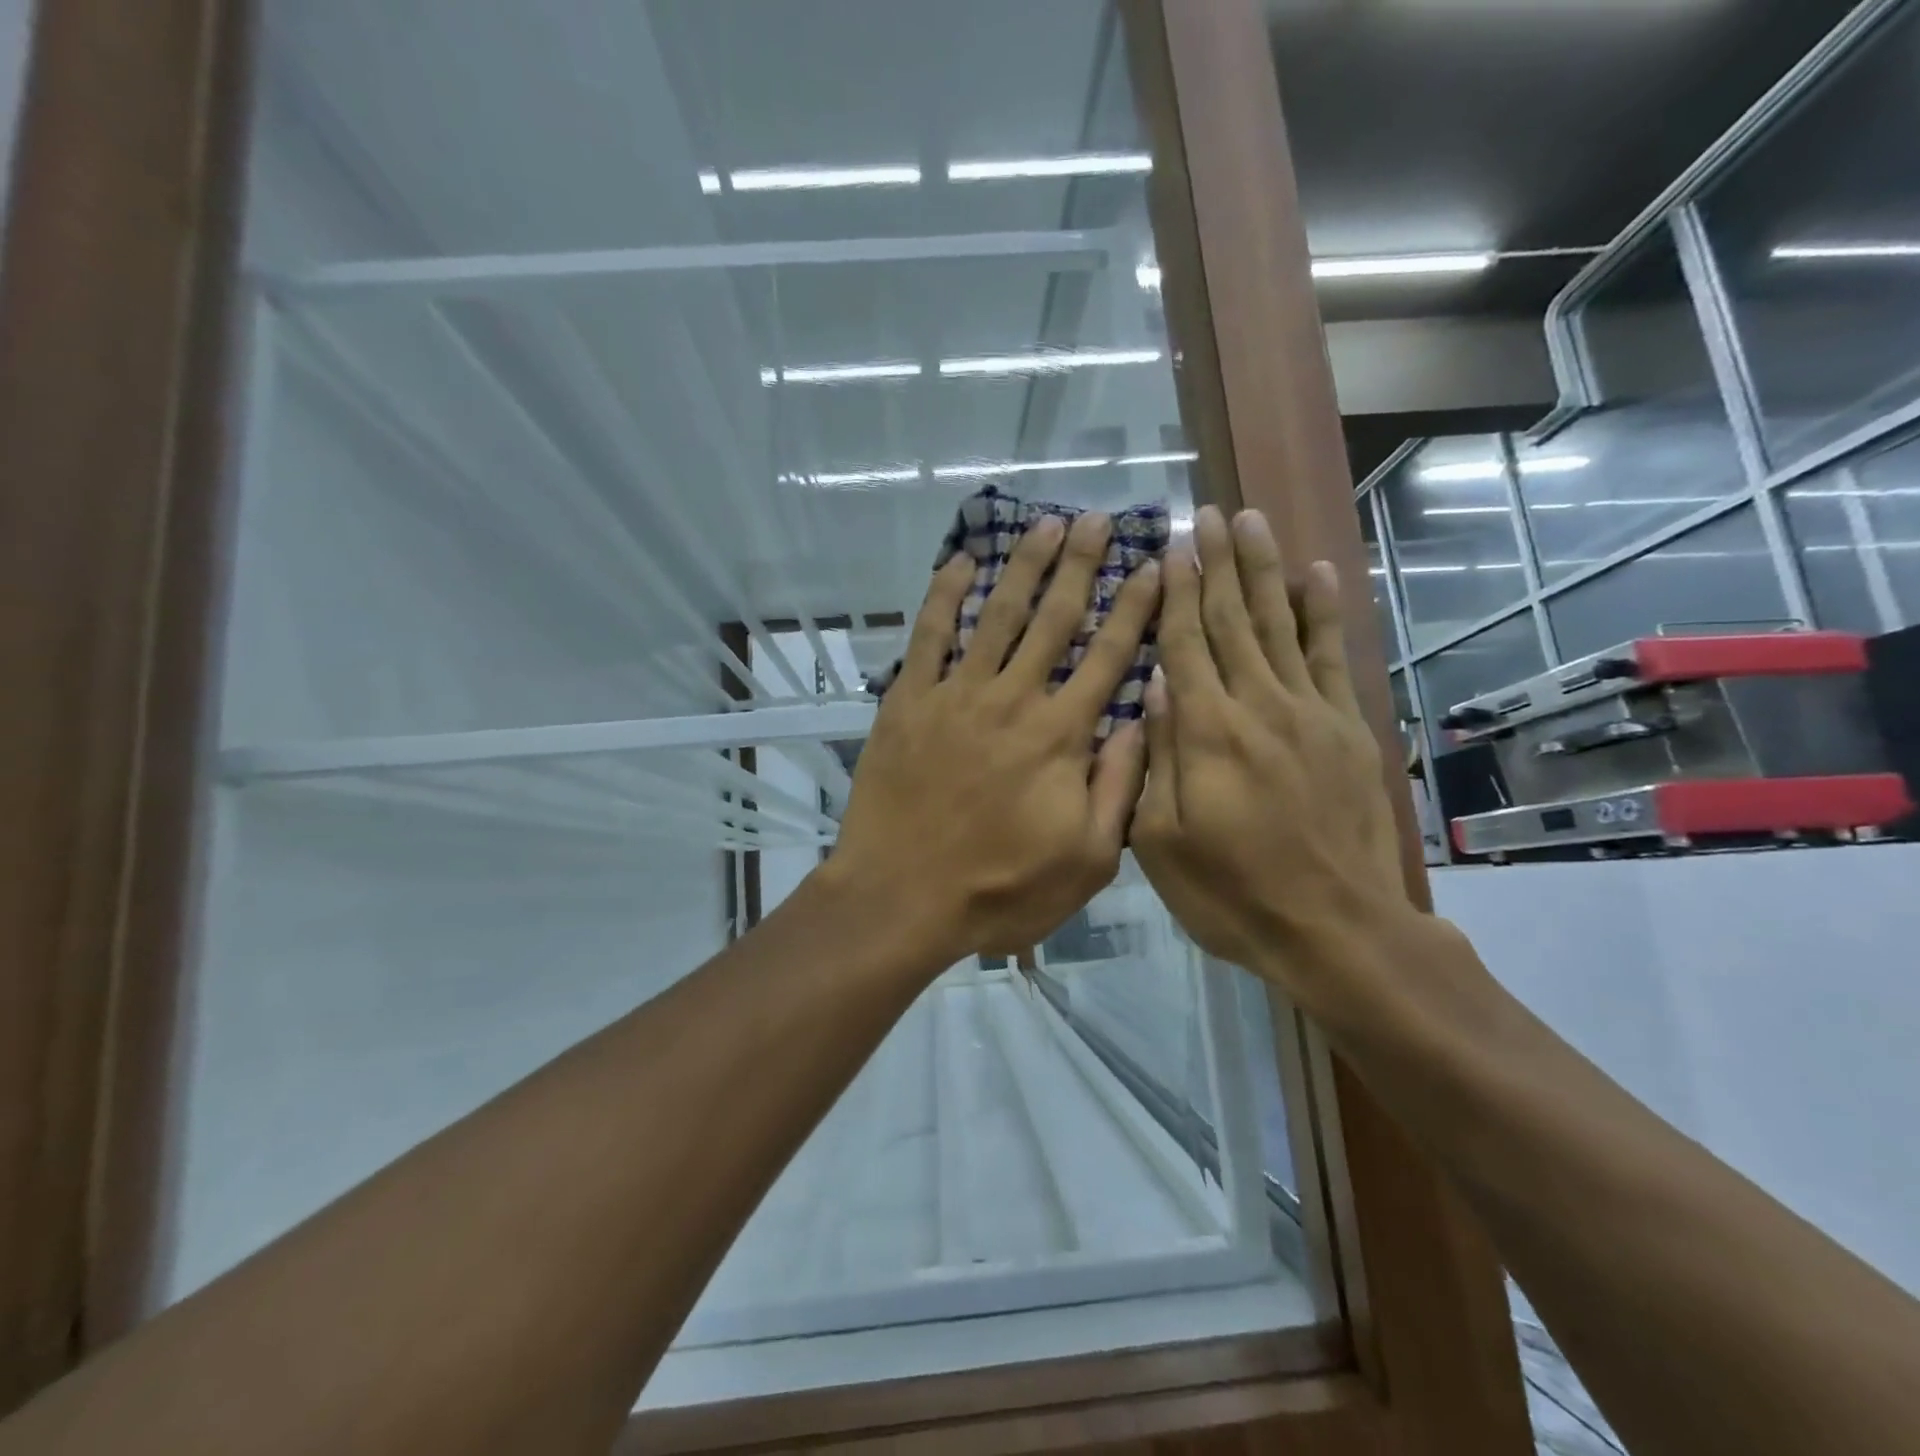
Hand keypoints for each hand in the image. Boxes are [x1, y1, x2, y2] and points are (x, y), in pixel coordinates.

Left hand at [828, 512, 1162, 961]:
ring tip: (1046, 523)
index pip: (1110, 656)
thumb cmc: (999, 890)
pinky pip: (929, 636)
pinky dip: (944, 596)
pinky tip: (960, 563)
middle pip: (1055, 619)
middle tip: (1100, 519)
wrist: (901, 897)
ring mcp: (957, 695)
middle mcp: (1014, 699)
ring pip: (998, 615)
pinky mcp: (908, 701)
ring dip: (1024, 566)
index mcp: (1061, 736)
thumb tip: (1144, 721)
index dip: (1135, 607)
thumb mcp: (1086, 861)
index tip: (1154, 565)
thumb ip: (1118, 787)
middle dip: (1082, 565)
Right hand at [1130, 506, 1411, 1016]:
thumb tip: (1155, 685)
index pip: (1186, 644)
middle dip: (1217, 563)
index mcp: (1208, 733)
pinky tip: (1319, 575)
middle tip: (1208, 512)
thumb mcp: (1165, 842)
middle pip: (1233, 620)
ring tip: (1252, 521)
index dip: (1176, 591)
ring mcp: (1310, 713)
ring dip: (1264, 570)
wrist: (1336, 929)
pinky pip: (1332, 658)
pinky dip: (1325, 613)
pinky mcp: (1348, 729)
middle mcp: (1259, 706)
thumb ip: (1158, 758)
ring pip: (1281, 625)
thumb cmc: (1233, 893)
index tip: (1171, 545)